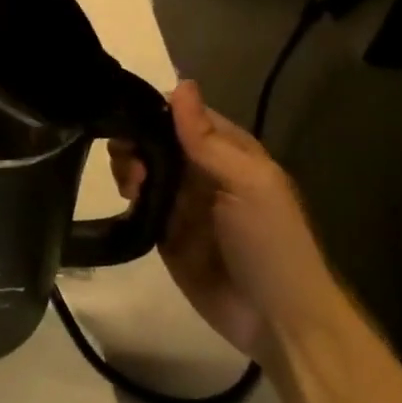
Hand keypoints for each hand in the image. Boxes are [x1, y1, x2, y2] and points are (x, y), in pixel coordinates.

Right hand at [110, 81, 336, 359]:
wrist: (275, 319)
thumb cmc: (270, 242)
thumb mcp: (247, 183)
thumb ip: (207, 138)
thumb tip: (180, 83)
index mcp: (228, 152)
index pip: (184, 115)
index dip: (155, 110)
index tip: (126, 112)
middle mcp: (202, 171)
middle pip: (156, 140)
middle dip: (136, 140)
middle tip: (129, 159)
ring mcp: (181, 203)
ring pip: (142, 168)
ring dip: (129, 167)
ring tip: (132, 185)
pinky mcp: (163, 232)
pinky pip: (137, 204)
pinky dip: (126, 196)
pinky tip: (126, 199)